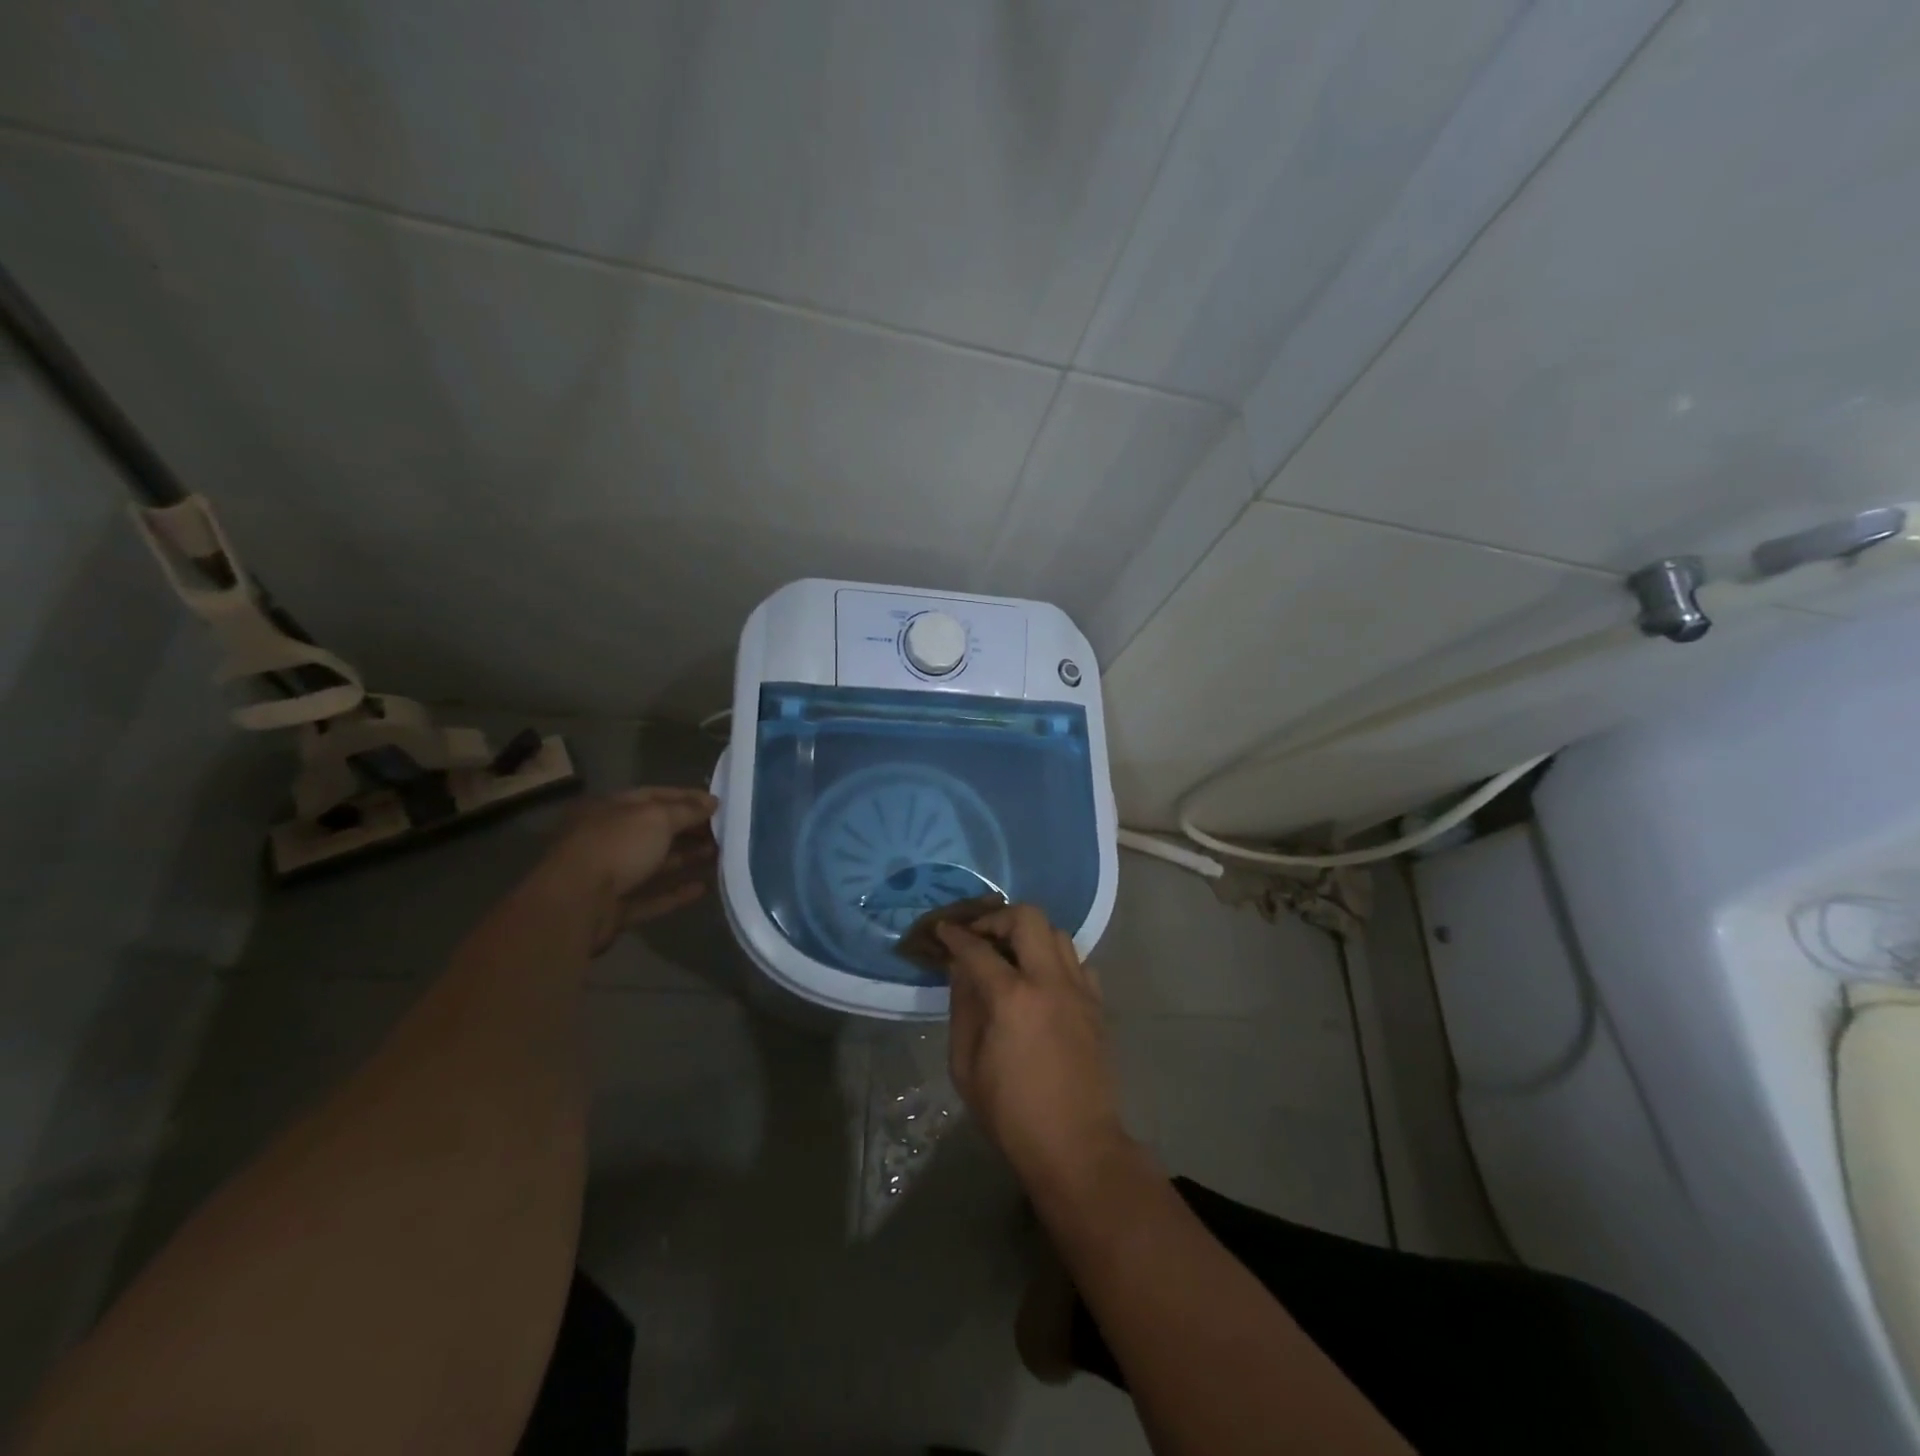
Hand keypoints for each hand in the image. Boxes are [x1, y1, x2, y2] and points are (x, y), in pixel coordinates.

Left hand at [539, 788, 717, 950]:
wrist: (575, 904)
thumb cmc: (616, 847)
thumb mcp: (656, 818)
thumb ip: (686, 810)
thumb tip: (712, 802)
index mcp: (610, 809)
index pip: (654, 796)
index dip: (687, 798)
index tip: (718, 804)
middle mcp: (608, 838)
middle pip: (655, 830)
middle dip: (689, 829)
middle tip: (724, 831)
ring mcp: (609, 875)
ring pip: (654, 864)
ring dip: (686, 858)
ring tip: (720, 855)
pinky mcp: (615, 908)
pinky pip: (650, 898)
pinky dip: (675, 893)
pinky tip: (702, 888)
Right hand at [937, 905, 1134, 1193]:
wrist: (1077, 1146)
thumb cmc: (1011, 1114)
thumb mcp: (966, 1066)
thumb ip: (963, 1008)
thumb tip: (961, 970)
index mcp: (1012, 998)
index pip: (977, 948)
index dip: (955, 935)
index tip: (943, 930)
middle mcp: (1050, 981)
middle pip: (1028, 918)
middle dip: (997, 919)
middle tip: (980, 937)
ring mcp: (1080, 990)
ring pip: (1057, 933)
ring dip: (1029, 935)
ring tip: (1010, 956)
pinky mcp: (1097, 1005)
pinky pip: (1077, 962)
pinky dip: (1056, 960)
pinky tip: (1042, 982)